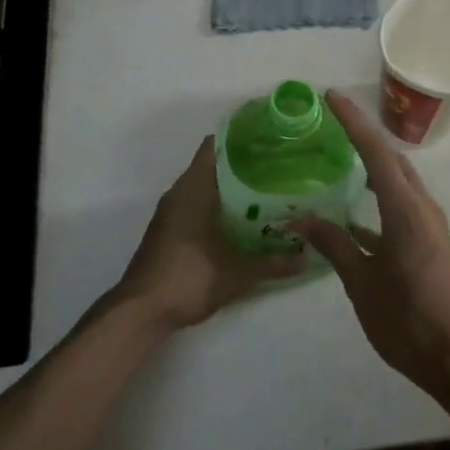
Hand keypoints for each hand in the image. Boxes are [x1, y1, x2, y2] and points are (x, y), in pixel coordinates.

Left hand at [115, 136, 308, 330]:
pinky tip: (243, 220)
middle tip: (279, 166)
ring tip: (268, 190)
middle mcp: (180, 193)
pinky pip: (197, 205)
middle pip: (213, 165)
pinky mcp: (169, 231)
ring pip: (205, 187)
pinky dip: (219, 205)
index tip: (269, 138)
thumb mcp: (238, 273)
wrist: (141, 311)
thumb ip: (274, 263)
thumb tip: (308, 257)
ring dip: (231, 187)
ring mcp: (171, 213)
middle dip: (244, 164)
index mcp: (193, 188)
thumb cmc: (188, 278)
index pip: (215, 146)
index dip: (240, 138)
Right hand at [287, 91, 449, 403]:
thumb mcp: (360, 281)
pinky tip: (355, 214)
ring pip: (400, 179)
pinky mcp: (430, 241)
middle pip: (392, 158)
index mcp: (404, 209)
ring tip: (343, 157)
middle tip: (333, 121)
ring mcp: (430, 224)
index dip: (353, 121)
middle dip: (364, 135)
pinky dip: (380, 195)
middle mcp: (422, 207)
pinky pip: (403, 203)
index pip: (375, 151)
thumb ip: (332, 243)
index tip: (331, 96)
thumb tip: (298, 218)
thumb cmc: (405, 319)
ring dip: (375, 162)